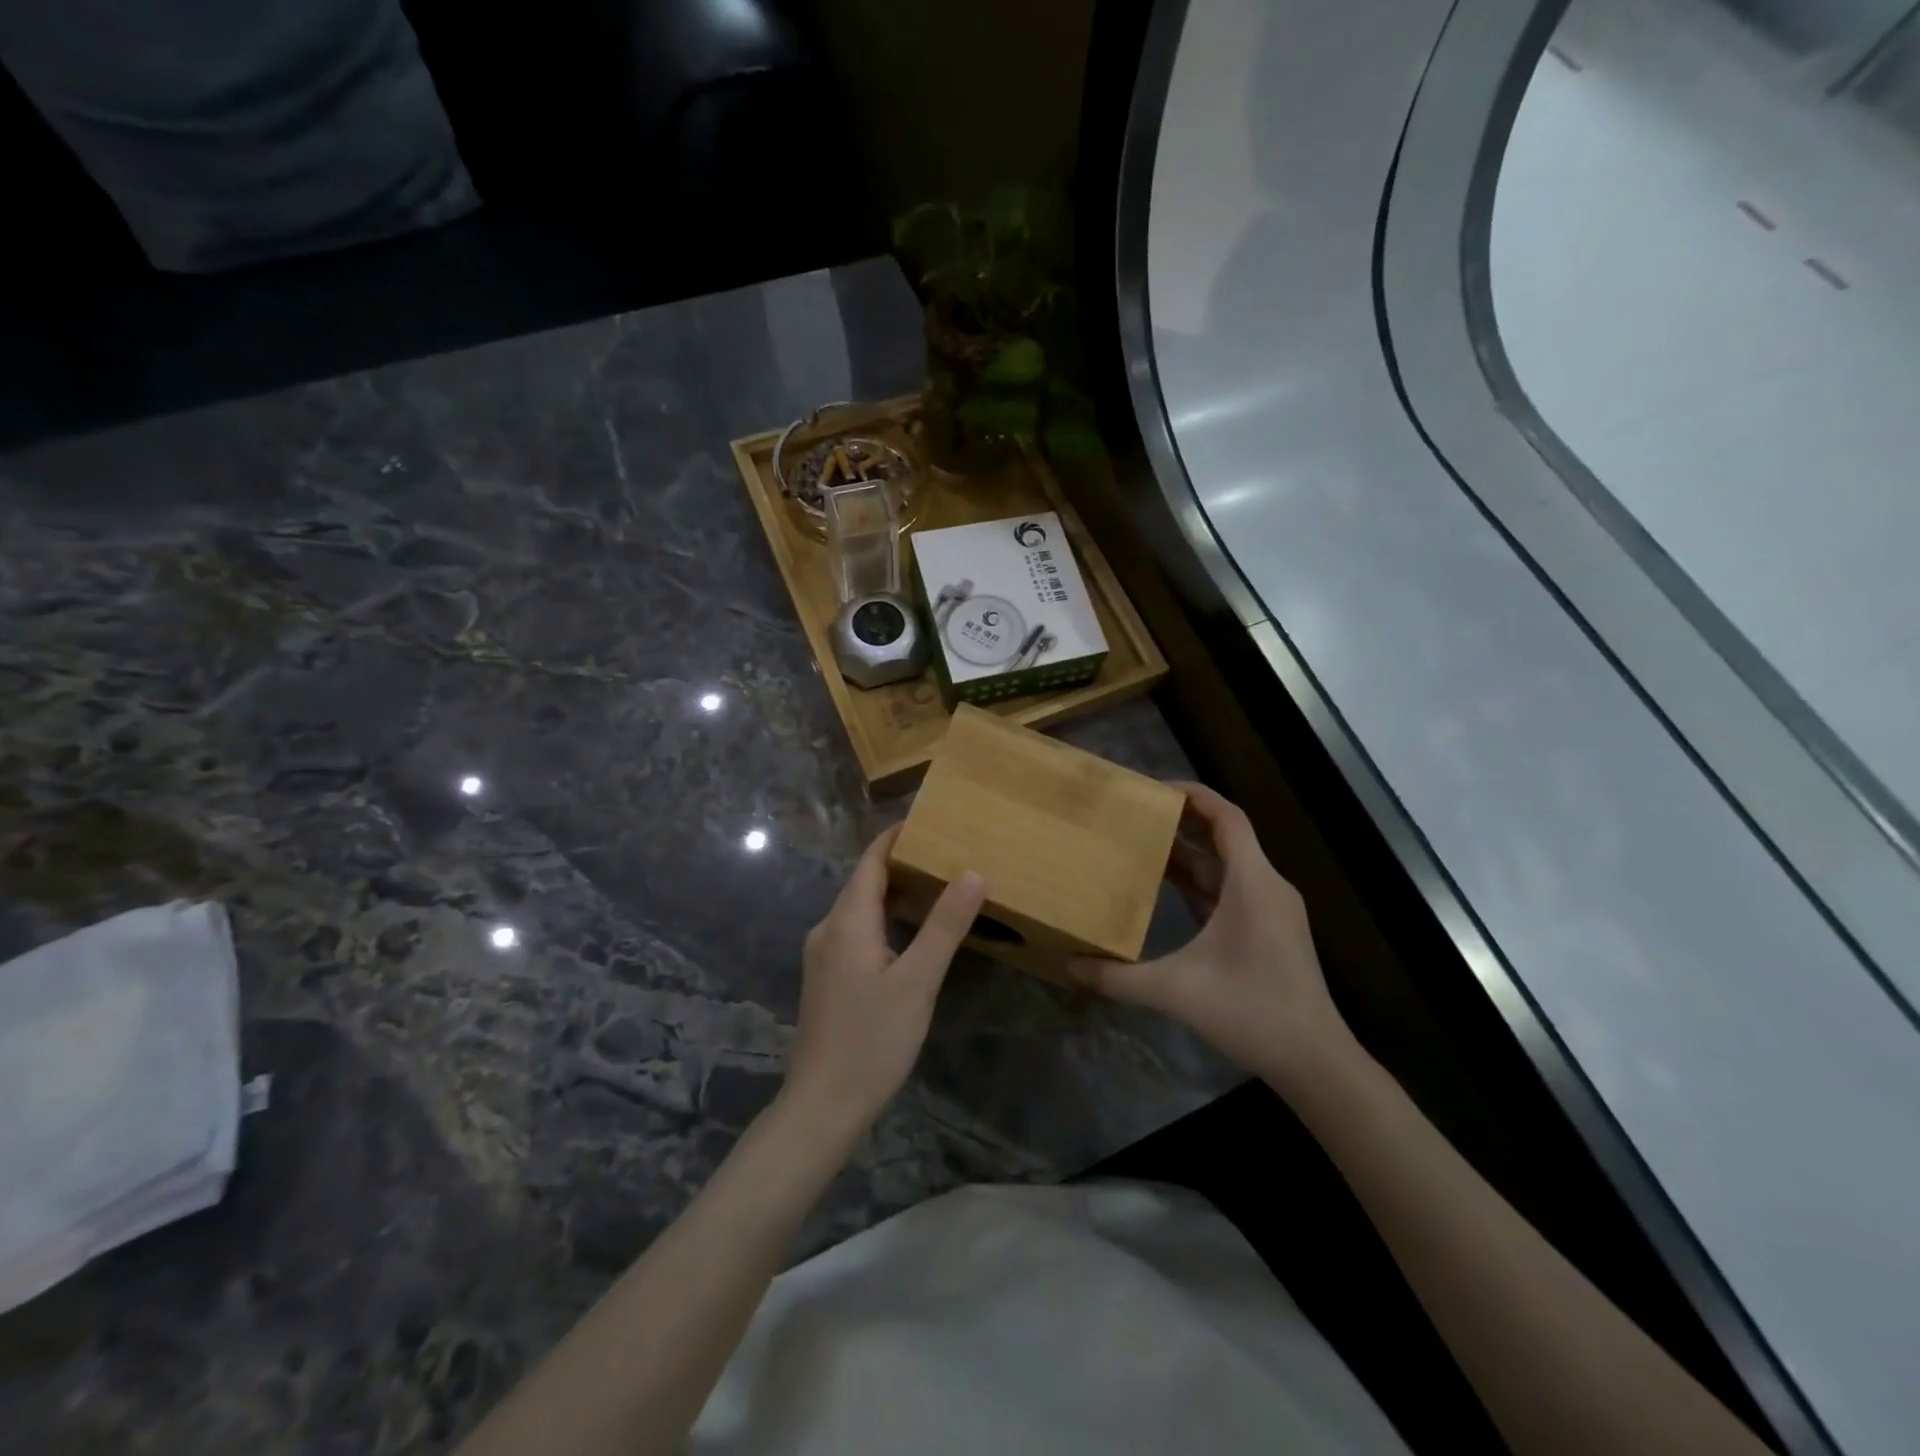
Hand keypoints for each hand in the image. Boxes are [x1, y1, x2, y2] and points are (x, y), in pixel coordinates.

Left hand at [784, 824, 985, 1136]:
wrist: (822, 1105)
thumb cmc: (872, 1040)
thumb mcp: (918, 982)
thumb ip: (944, 926)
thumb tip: (972, 872)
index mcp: (847, 922)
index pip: (870, 861)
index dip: (894, 837)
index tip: (926, 819)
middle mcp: (828, 930)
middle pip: (863, 882)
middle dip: (898, 862)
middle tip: (942, 851)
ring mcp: (823, 957)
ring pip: (858, 909)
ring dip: (892, 892)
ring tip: (933, 885)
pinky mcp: (826, 980)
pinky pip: (855, 932)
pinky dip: (883, 919)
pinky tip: (907, 935)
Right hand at [1069, 783, 1352, 1084]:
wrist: (1314, 1061)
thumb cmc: (1251, 1013)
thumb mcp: (1176, 992)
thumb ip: (1118, 978)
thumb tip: (1069, 965)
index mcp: (1252, 884)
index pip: (1227, 818)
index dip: (1193, 795)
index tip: (1154, 789)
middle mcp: (1266, 887)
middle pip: (1225, 837)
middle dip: (1182, 822)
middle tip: (1137, 814)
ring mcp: (1272, 910)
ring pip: (1228, 866)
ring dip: (1189, 854)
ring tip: (1144, 844)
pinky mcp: (1270, 930)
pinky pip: (1232, 890)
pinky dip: (1201, 883)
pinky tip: (1169, 889)